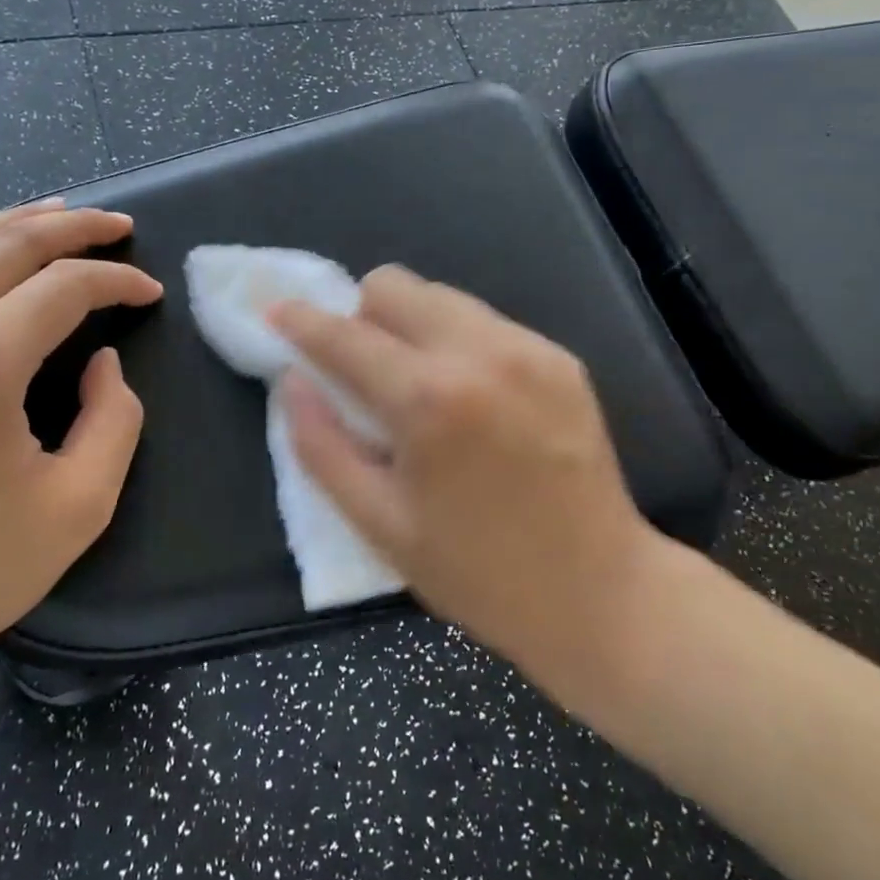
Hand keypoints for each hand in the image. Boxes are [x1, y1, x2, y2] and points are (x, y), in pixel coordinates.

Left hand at [0, 201, 163, 695]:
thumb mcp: (79, 506)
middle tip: (119, 226)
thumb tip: (102, 362)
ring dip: (10, 221)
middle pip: (8, 243)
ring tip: (56, 214)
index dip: (118, 280)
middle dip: (75, 227)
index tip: (149, 293)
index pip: (65, 287)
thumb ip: (113, 420)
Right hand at [272, 266, 663, 706]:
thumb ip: (320, 445)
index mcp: (429, 400)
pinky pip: (485, 322)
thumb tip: (291, 382)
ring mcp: (529, 348)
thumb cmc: (477, 573)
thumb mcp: (379, 523)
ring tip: (418, 383)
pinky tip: (470, 398)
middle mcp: (481, 353)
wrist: (603, 593)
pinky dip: (457, 342)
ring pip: (441, 296)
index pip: (345, 335)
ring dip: (410, 325)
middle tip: (362, 368)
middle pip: (395, 285)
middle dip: (362, 315)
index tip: (277, 312)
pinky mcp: (561, 357)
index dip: (301, 321)